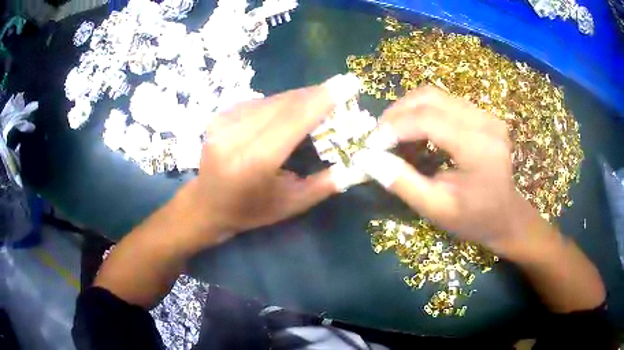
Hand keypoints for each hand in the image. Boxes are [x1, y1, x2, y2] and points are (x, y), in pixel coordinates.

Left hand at [180, 79, 357, 247]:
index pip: (294, 118)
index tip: (350, 82)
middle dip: (318, 95)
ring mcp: (224, 120)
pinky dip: (282, 104)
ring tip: (320, 106)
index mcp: (254, 161)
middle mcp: (235, 134)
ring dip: (301, 99)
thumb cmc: (250, 211)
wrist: (205, 204)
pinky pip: (261, 101)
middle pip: (285, 103)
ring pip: (274, 98)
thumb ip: (326, 183)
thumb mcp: (291, 205)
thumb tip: (357, 162)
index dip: (324, 98)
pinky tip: (290, 114)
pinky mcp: (221, 114)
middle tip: (342, 95)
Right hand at [354, 86, 539, 254]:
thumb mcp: (435, 208)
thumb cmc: (474, 219)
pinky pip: (445, 103)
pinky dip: (423, 114)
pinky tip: (416, 134)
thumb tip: (366, 158)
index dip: (394, 127)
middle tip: (379, 137)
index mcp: (479, 148)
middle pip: (430, 97)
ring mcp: (487, 115)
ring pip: (435, 96)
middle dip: (397, 113)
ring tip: (394, 135)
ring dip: (408, 111)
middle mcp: (485, 122)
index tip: (372, 145)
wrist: (506, 216)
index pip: (428, 119)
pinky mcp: (484, 115)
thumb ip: (401, 181)